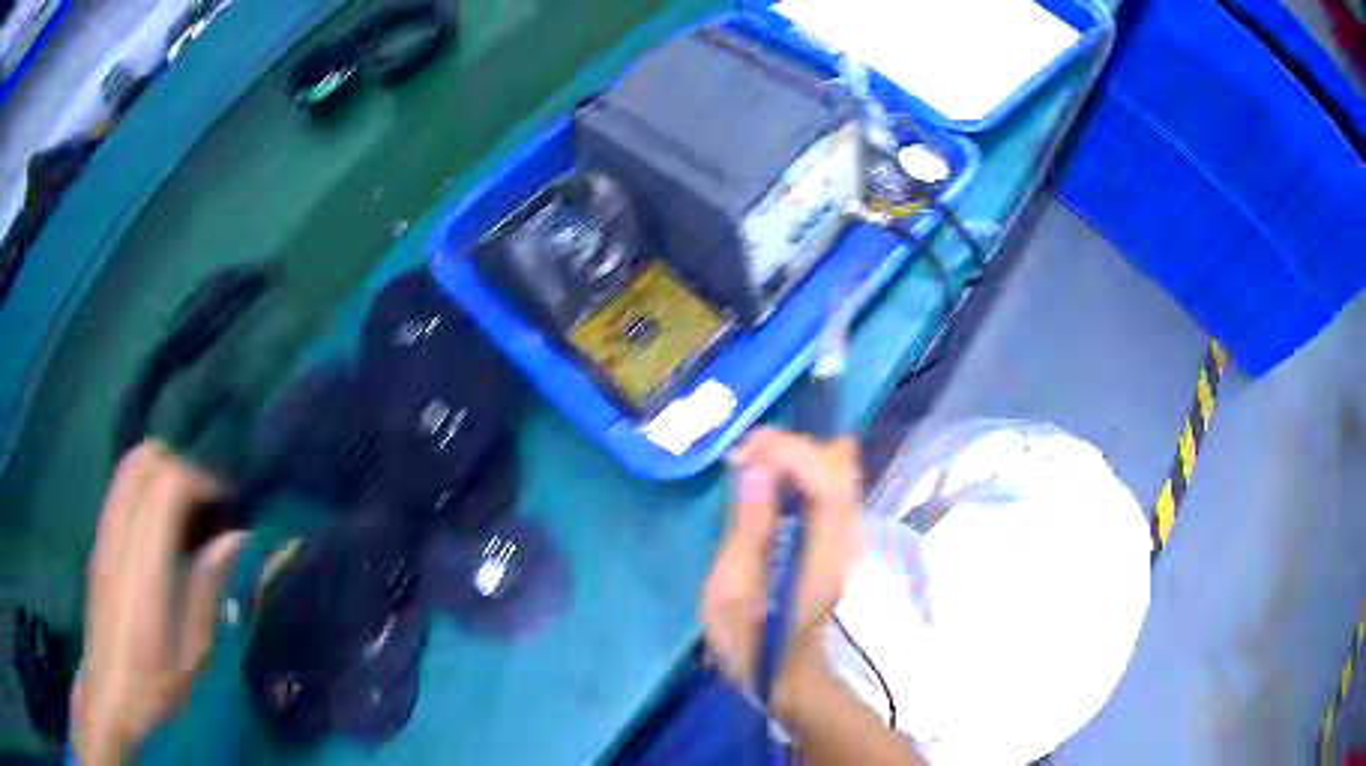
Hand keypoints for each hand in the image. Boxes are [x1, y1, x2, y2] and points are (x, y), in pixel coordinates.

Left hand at [77, 443, 246, 765]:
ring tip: (187, 508)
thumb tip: (235, 536)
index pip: (166, 483)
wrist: (108, 693)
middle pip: (145, 461)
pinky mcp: (99, 540)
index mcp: (145, 566)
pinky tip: (161, 523)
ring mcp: (104, 534)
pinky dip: (145, 484)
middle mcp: (120, 536)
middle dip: (181, 464)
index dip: (199, 477)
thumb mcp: (192, 654)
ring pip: (129, 467)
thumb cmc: (154, 685)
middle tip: (207, 500)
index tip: (226, 499)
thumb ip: (207, 589)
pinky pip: (121, 487)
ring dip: (162, 471)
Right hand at [701, 428, 862, 713]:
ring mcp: (847, 533)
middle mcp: (848, 532)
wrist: (785, 673)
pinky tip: (766, 487)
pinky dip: (797, 472)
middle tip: (743, 458)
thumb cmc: (751, 638)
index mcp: (826, 547)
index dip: (790, 451)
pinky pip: (827, 484)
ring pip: (836, 468)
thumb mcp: (732, 588)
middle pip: (840, 462)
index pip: (829, 475)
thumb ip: (747, 525)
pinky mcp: (837, 535)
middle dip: (791, 447)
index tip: (744, 453)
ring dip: (793, 457)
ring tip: (749, 468)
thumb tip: (756, 467)